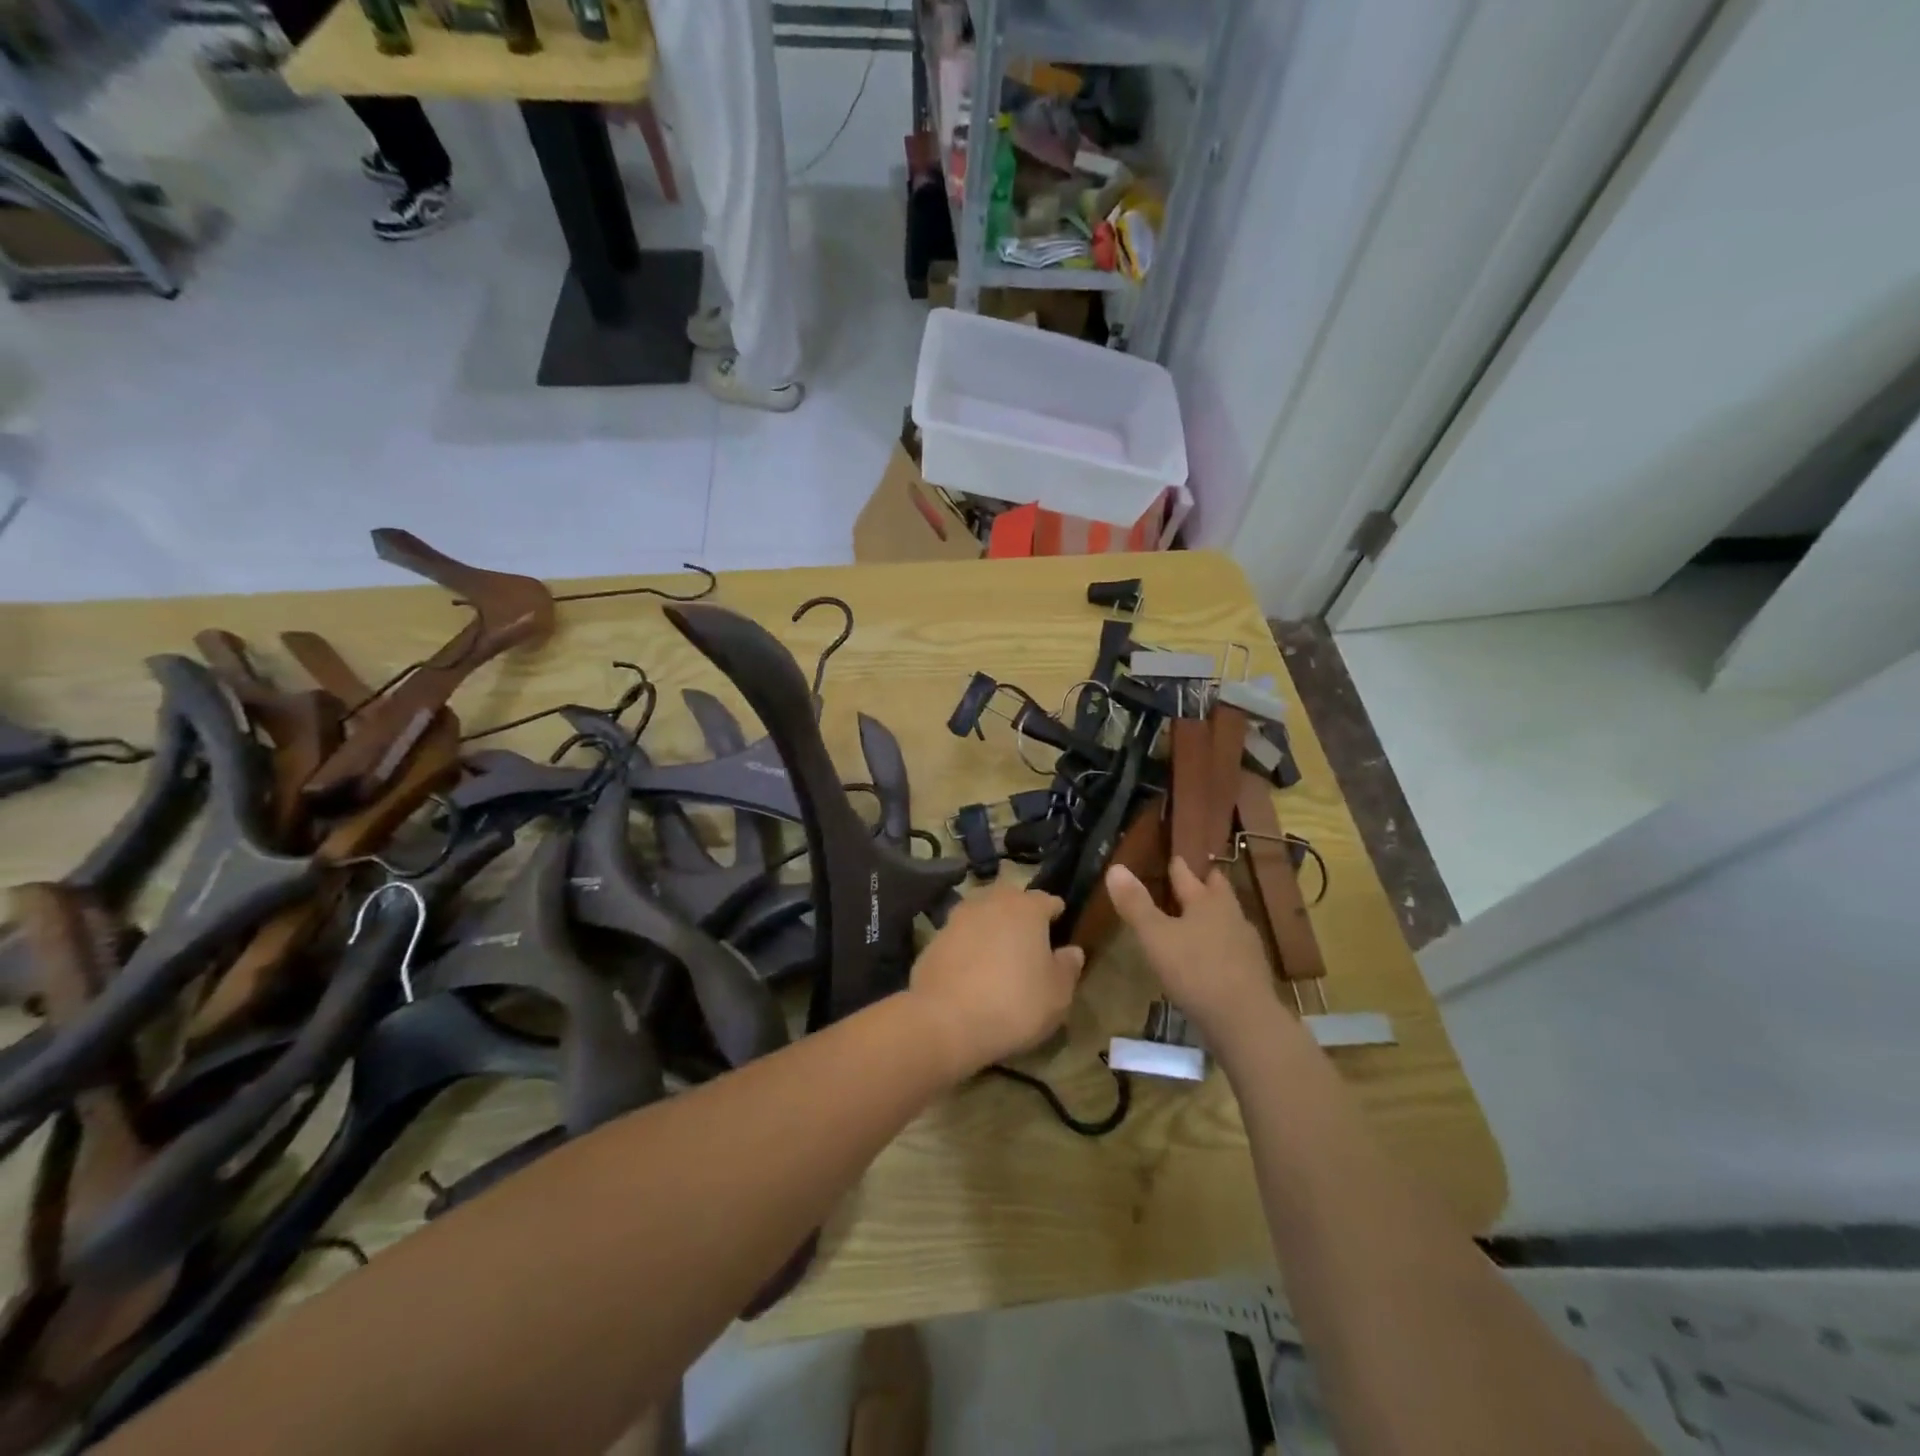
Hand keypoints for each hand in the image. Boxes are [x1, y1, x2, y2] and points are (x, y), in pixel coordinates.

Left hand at [908, 879, 1084, 1077]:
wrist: (946, 1020)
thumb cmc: (1014, 1003)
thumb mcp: (1057, 995)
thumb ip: (1068, 968)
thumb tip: (1072, 951)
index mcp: (1027, 908)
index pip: (1047, 900)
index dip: (1055, 913)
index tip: (1060, 928)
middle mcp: (991, 902)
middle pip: (1010, 898)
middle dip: (1020, 912)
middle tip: (1028, 938)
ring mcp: (958, 917)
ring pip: (981, 912)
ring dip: (991, 925)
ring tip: (998, 952)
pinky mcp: (934, 938)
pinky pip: (959, 935)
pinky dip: (967, 945)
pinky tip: (971, 969)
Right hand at [1106, 858, 1276, 1047]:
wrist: (1245, 1022)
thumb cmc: (1195, 970)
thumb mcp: (1155, 937)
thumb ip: (1135, 904)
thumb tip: (1115, 868)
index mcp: (1207, 902)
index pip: (1189, 876)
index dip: (1179, 866)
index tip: (1175, 856)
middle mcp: (1231, 916)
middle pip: (1218, 892)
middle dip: (1207, 883)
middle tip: (1199, 876)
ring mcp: (1247, 945)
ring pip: (1229, 919)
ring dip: (1216, 915)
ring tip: (1202, 917)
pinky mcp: (1254, 973)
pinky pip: (1234, 947)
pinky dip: (1222, 944)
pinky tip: (1214, 956)